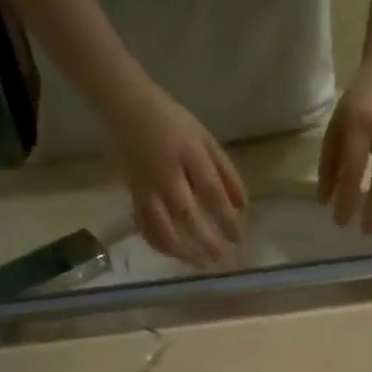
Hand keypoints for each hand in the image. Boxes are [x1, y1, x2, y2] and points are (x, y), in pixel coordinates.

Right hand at [111, 85, 247, 267]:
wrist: (129, 110)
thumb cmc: (174, 124)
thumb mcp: (206, 140)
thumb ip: (225, 172)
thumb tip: (241, 207)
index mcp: (189, 155)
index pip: (212, 191)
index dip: (226, 218)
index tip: (238, 239)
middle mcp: (166, 175)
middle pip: (186, 214)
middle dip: (204, 240)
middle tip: (220, 258)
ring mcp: (146, 188)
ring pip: (161, 226)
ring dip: (180, 249)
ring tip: (198, 262)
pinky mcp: (133, 195)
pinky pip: (144, 226)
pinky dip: (158, 243)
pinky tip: (173, 253)